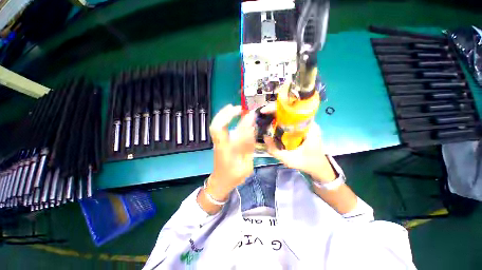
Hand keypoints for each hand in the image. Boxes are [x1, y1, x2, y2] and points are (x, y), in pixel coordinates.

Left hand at [206, 104, 255, 200]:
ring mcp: (216, 143)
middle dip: (227, 114)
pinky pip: (217, 127)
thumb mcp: (247, 166)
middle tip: (239, 108)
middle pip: (217, 127)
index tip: (250, 115)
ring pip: (215, 126)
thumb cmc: (234, 176)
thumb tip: (252, 129)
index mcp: (229, 155)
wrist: (220, 182)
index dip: (243, 124)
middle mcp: (220, 146)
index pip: (236, 136)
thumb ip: (249, 148)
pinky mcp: (217, 142)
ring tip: (234, 108)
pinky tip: (229, 115)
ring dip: (223, 114)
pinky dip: (222, 118)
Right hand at [261, 106, 335, 182]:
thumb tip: (264, 137)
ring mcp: (305, 124)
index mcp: (309, 127)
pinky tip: (272, 123)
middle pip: (290, 109)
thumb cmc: (307, 163)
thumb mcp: (289, 160)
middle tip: (263, 113)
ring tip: (265, 116)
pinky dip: (280, 119)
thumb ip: (275, 151)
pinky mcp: (301, 128)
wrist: (318, 167)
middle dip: (275, 110)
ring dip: (277, 114)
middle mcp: (308, 122)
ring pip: (290, 114)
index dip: (279, 108)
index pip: (294, 110)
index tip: (266, 110)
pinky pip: (290, 120)